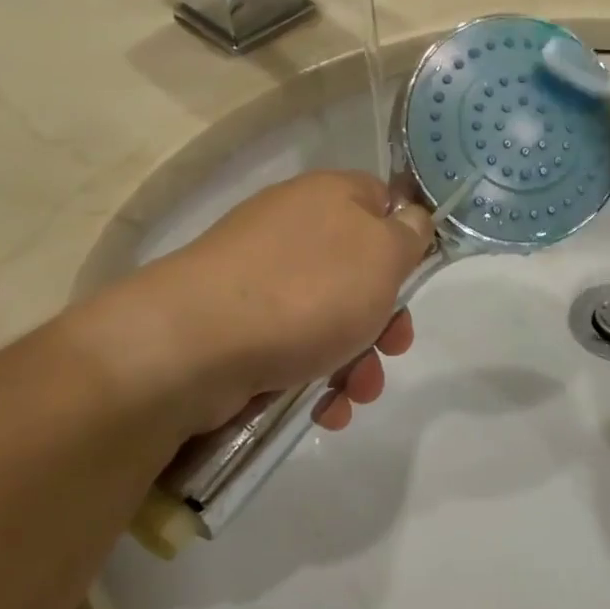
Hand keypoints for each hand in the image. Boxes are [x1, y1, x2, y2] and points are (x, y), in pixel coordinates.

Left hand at [78, 171, 433, 435]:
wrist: (194, 345)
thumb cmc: (307, 292)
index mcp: (328, 198)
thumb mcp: (382, 255)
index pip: (380, 200)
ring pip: (329, 317)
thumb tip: (411, 217)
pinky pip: (292, 346)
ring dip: (356, 361)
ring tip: (355, 395)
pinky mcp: (236, 324)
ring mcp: (259, 278)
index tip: (415, 279)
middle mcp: (292, 230)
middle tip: (394, 349)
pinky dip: (314, 378)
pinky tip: (322, 410)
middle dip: (384, 319)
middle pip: (358, 270)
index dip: (405, 238)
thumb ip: (408, 234)